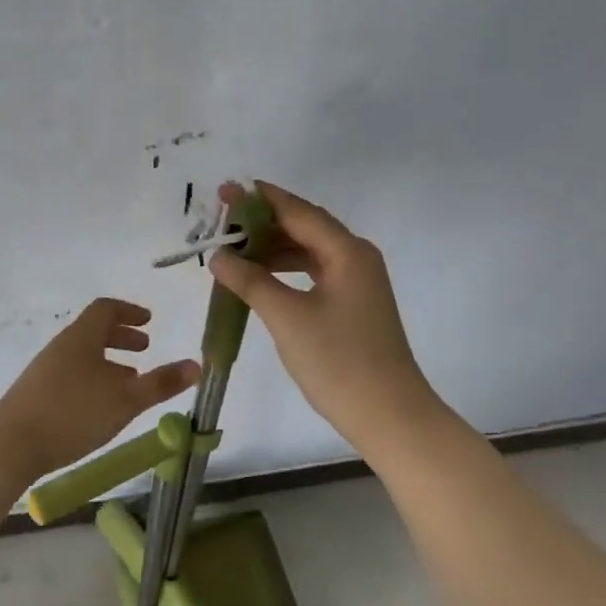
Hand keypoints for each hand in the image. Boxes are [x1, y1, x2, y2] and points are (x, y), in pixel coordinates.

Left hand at [0, 298, 199, 480]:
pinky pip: (72, 375)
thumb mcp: (125, 400)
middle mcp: (61, 347)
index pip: (105, 309)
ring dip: (108, 362)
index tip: (149, 321)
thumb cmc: (72, 414)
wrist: (10, 445)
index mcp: (81, 338)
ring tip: (129, 381)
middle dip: (121, 337)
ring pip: (83, 356)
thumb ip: (161, 383)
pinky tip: (101, 407)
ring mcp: (45, 371)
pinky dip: (94, 379)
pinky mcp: (36, 394)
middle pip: (93, 331)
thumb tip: (197, 365)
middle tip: (144, 349)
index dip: (129, 311)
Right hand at [209, 181, 440, 457]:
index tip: (224, 191)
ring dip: (272, 249)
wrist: (387, 414)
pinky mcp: (353, 305)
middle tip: (221, 221)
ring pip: (308, 252)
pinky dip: (285, 272)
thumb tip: (217, 255)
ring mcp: (357, 283)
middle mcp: (356, 258)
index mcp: (347, 251)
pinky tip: (260, 279)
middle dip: (262, 223)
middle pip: (304, 227)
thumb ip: (250, 280)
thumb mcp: (287, 317)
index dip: (259, 200)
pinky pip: (313, 274)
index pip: (297, 212)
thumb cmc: (338, 361)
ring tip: (233, 250)